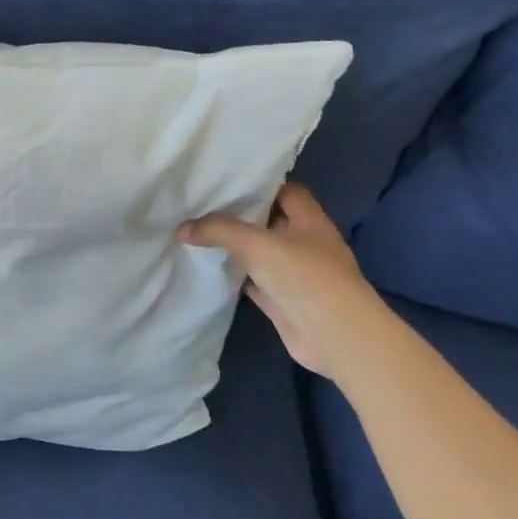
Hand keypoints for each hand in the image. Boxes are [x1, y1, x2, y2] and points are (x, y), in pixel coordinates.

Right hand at [179, 182, 390, 379]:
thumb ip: (219, 230)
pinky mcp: (284, 301)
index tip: (226, 181)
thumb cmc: (305, 277)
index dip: (260, 184)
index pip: (286, 191)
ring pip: (261, 254)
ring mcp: (296, 275)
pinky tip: (211, 270)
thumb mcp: (257, 244)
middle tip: (202, 205)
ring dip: (236, 248)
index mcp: (310, 221)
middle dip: (240, 215)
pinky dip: (236, 277)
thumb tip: (182, 228)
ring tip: (199, 233)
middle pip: (270, 221)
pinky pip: (255, 283)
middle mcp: (305, 244)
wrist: (335, 337)